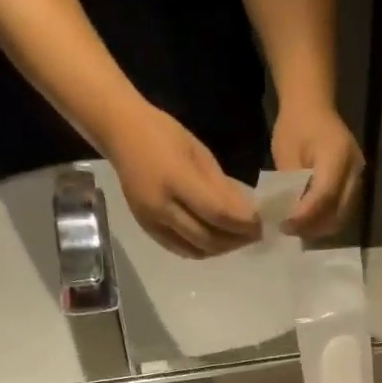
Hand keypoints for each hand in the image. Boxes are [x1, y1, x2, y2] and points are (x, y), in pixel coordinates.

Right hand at [107, 104, 260, 257]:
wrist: (120, 132)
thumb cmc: (164, 134)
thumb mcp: (199, 153)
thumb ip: (222, 187)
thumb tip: (247, 213)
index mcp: (176, 179)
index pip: (217, 213)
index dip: (243, 223)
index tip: (260, 224)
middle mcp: (162, 206)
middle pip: (208, 237)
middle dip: (236, 239)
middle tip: (254, 235)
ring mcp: (152, 221)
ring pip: (196, 249)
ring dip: (222, 249)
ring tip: (238, 240)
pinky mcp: (147, 229)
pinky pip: (180, 249)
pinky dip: (202, 250)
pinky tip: (215, 243)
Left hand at [272, 103, 363, 238]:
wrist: (312, 105)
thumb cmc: (295, 125)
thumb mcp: (286, 153)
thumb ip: (291, 186)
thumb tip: (290, 216)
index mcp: (337, 155)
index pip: (324, 195)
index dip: (305, 215)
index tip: (286, 224)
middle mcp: (354, 168)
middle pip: (338, 211)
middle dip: (313, 226)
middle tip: (289, 230)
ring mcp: (358, 177)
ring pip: (343, 215)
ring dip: (320, 227)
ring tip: (297, 228)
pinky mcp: (354, 183)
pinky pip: (343, 210)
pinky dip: (326, 220)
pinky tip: (308, 221)